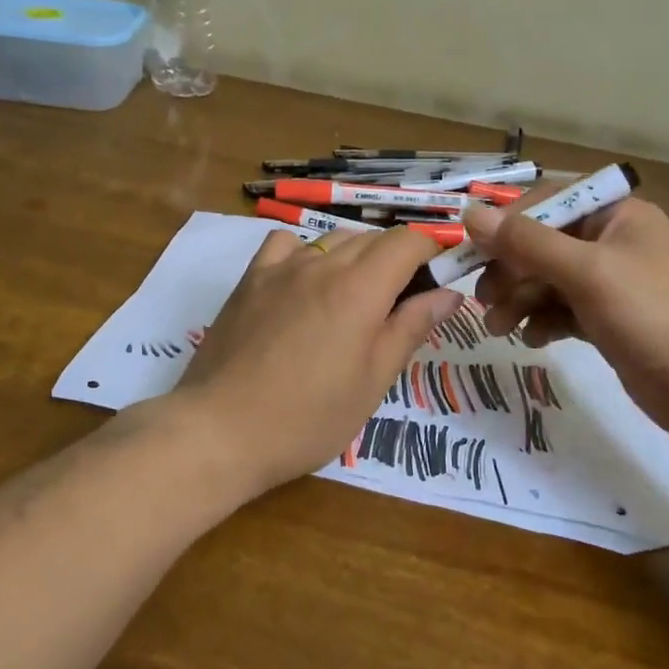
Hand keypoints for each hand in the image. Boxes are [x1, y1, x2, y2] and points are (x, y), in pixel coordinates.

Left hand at [172, 227, 464, 500]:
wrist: (220, 430)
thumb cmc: (308, 417)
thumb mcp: (372, 381)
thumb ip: (411, 328)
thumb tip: (449, 293)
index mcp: (360, 288)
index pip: (408, 241)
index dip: (431, 253)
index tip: (435, 283)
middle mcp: (322, 264)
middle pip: (373, 238)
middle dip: (397, 260)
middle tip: (399, 305)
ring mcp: (281, 267)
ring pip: (333, 239)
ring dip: (356, 257)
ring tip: (353, 300)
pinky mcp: (250, 279)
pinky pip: (286, 244)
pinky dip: (306, 253)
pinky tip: (304, 283)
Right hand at [466, 194, 668, 439]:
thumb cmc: (657, 317)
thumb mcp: (588, 273)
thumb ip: (527, 242)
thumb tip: (470, 212)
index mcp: (615, 214)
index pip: (546, 201)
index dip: (505, 224)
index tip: (471, 252)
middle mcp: (612, 241)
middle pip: (542, 244)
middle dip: (510, 270)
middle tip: (483, 301)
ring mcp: (612, 283)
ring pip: (548, 280)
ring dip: (519, 300)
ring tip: (498, 329)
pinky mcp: (610, 321)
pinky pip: (563, 310)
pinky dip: (543, 321)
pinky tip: (532, 340)